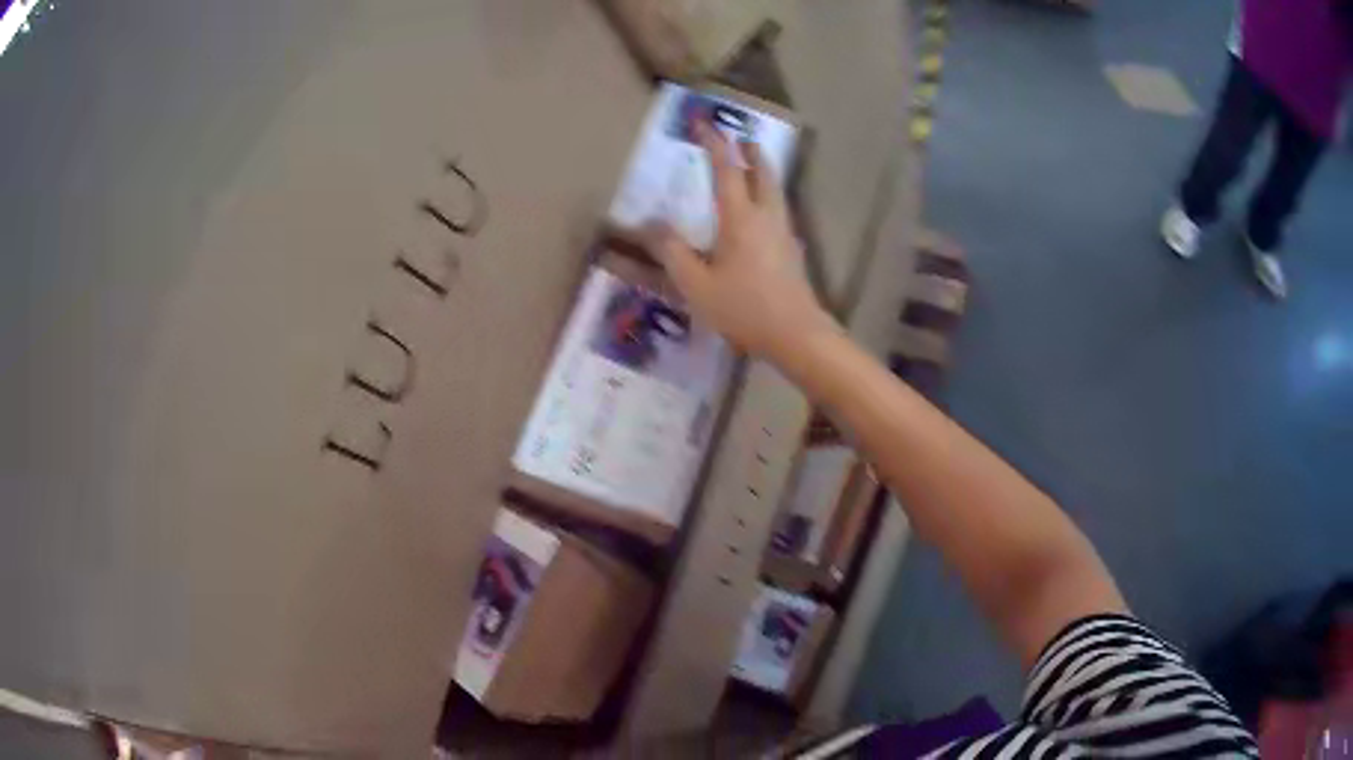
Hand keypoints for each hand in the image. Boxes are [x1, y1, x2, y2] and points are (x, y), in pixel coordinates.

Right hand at [651, 122, 838, 363]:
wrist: (796, 335)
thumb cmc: (744, 309)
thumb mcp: (696, 284)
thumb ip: (673, 252)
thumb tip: (653, 224)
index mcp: (740, 218)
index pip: (727, 170)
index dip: (715, 144)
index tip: (705, 123)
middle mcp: (767, 216)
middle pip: (764, 172)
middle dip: (751, 152)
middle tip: (742, 138)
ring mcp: (784, 233)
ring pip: (776, 191)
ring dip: (764, 172)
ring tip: (753, 166)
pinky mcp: (793, 251)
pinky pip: (780, 211)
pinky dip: (770, 197)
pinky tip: (763, 213)